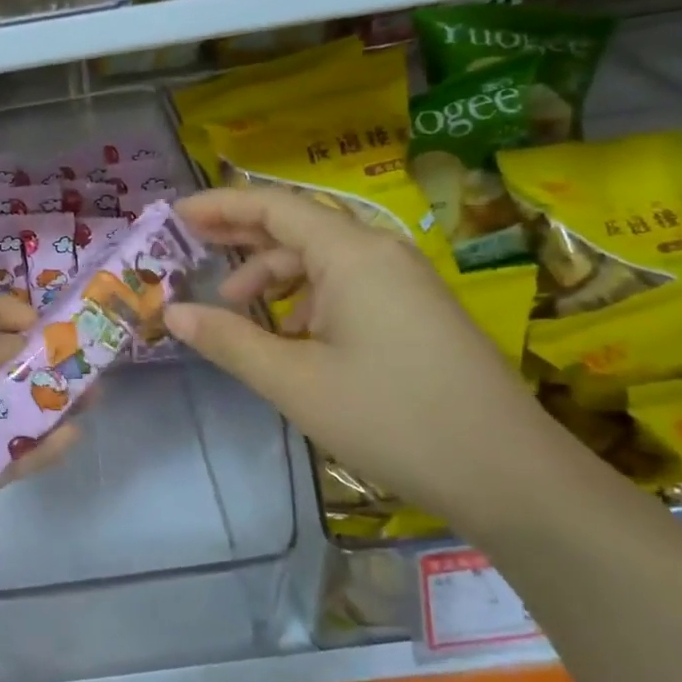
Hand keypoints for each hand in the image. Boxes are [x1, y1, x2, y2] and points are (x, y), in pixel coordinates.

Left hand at [0, 296, 77, 589]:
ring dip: (48, 399)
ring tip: (92, 391)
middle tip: (85, 354)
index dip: (6, 315)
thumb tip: (19, 340)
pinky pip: (9, 458)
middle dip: (38, 356)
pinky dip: (40, 447)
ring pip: (9, 410)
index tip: (46, 322)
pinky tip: (71, 435)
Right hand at [164, 186, 555, 527]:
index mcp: (352, 254)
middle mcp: (381, 253)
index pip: (274, 206)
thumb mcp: (293, 381)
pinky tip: (292, 338)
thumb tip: (172, 313)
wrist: (509, 475)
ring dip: (274, 277)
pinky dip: (308, 300)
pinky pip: (349, 286)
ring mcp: (405, 282)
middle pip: (298, 227)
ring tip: (237, 310)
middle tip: (191, 246)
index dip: (221, 205)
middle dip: (242, 236)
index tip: (177, 214)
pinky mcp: (417, 312)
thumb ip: (228, 340)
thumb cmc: (390, 417)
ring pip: (323, 261)